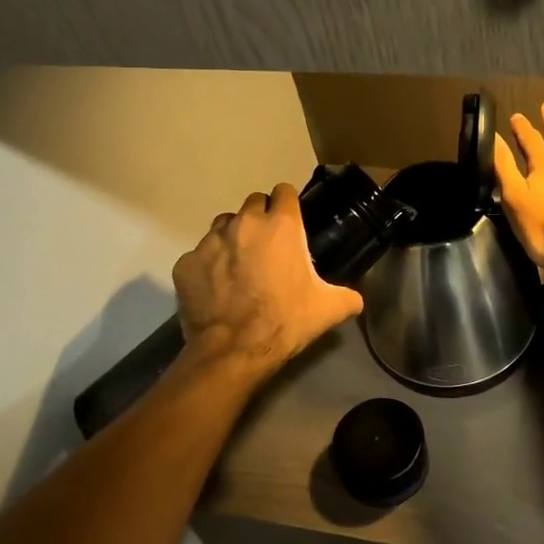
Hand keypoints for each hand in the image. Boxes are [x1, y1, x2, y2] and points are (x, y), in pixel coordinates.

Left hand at [173, 183, 363, 372]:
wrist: (233, 351)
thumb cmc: (285, 321)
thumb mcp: (328, 310)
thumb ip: (347, 297)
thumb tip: (357, 300)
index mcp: (281, 226)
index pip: (284, 191)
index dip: (288, 204)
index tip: (290, 220)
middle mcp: (244, 223)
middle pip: (253, 203)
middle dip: (260, 218)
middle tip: (267, 245)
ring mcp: (210, 241)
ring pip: (223, 225)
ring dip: (232, 237)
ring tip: (239, 264)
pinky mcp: (186, 263)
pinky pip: (199, 256)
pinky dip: (208, 266)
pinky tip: (216, 288)